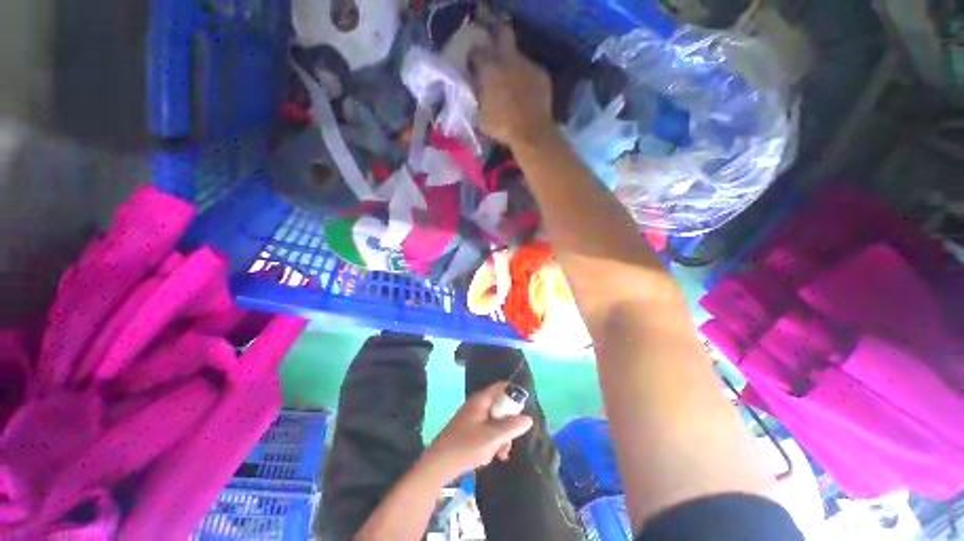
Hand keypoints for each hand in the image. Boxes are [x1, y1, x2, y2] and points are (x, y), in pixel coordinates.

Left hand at [424, 381, 533, 478]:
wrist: (438, 465)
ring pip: (495, 421)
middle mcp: (477, 405)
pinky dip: (492, 441)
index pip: (501, 387)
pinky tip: (493, 456)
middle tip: (512, 438)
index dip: (514, 393)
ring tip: (501, 454)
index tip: (524, 407)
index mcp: (481, 400)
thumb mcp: (492, 437)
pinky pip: (487, 431)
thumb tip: (528, 418)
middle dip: (508, 423)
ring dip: (501, 436)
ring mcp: (472, 418)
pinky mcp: (469, 431)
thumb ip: (511, 427)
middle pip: (500, 406)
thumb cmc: (466, 446)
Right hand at [470, 22, 554, 146]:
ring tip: (514, 82)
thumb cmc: (503, 127)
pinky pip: (531, 71)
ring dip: (514, 65)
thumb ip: (478, 97)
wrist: (532, 133)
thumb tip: (478, 89)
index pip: (477, 52)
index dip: (474, 58)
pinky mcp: (542, 74)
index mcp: (490, 70)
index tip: (474, 66)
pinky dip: (527, 79)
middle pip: (503, 33)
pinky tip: (527, 93)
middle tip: (495, 52)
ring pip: (518, 56)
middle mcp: (509, 60)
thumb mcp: (481, 116)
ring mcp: (528, 65)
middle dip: (498, 38)